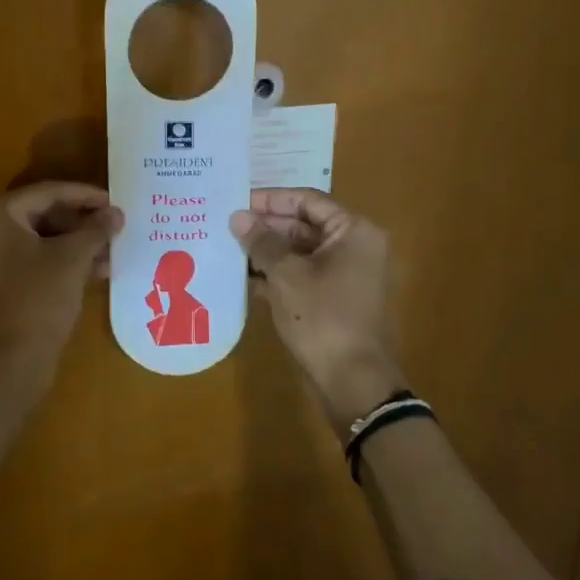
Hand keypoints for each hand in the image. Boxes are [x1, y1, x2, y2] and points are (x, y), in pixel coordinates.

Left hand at [0, 182, 121, 364]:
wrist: (8, 362)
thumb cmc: (39, 298)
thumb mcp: (73, 258)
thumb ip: (96, 229)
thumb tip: (115, 213)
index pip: (45, 193)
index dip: (84, 195)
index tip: (113, 202)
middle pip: (38, 217)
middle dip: (79, 224)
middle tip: (111, 229)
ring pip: (35, 243)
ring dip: (72, 247)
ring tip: (109, 255)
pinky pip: (27, 265)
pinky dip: (56, 265)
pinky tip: (90, 274)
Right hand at [231, 189, 406, 425]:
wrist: (351, 379)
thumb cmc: (322, 317)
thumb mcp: (286, 275)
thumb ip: (262, 242)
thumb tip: (237, 217)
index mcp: (353, 232)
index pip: (308, 201)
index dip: (271, 200)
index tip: (237, 201)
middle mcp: (353, 248)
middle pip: (303, 226)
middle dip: (265, 227)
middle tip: (225, 225)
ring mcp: (343, 275)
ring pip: (298, 253)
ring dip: (265, 252)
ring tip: (226, 248)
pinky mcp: (330, 299)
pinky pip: (299, 276)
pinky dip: (273, 275)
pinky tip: (240, 278)